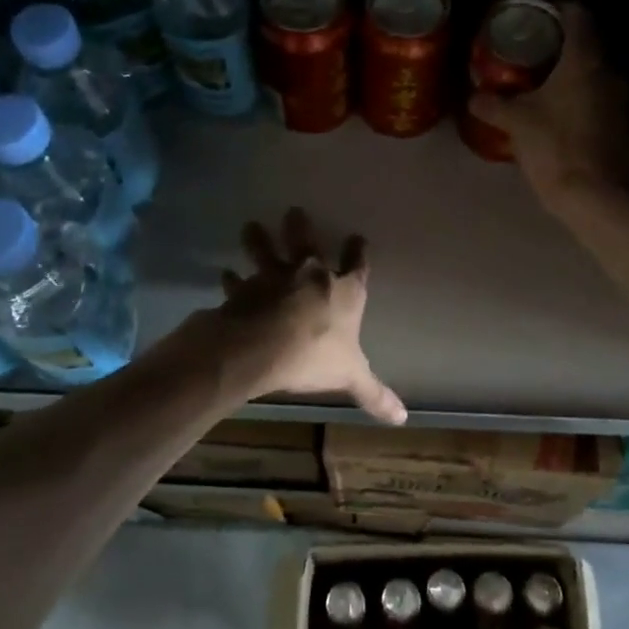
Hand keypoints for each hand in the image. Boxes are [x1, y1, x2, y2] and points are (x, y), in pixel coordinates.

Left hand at [218, 208, 406, 425]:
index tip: (357, 238)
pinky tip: (225, 276)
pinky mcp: (244, 290)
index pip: (357, 265)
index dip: (358, 252)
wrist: (262, 347)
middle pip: (306, 243)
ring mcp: (274, 278)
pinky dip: (232, 280)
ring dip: (258, 240)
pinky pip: (238, 283)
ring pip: (266, 252)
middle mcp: (310, 276)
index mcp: (343, 291)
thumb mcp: (350, 377)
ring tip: (250, 226)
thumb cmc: (314, 355)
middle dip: (301, 227)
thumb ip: (374, 394)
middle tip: (294, 210)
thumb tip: (403, 418)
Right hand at [467, 3, 628, 208]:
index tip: (534, 14)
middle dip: (558, 44)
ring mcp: (620, 100)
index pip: (577, 15)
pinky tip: (558, 111)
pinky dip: (579, 98)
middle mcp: (609, 72)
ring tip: (539, 81)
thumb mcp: (516, 123)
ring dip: (570, 73)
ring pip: (592, 73)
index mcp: (584, 61)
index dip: (556, 8)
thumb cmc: (554, 148)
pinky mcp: (623, 125)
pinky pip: (598, 98)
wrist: (595, 197)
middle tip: (529, 49)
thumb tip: (473, 96)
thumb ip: (492, 104)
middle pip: (585, 44)